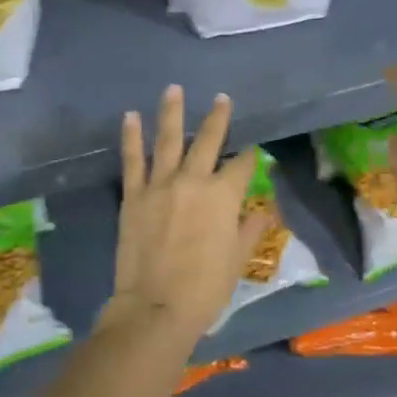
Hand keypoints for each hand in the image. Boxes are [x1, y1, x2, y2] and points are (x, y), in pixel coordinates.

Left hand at [107, 85, 272, 345]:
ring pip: (167, 140)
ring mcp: (160, 186)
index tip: (253, 152)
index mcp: (224, 197)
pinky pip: (132, 161)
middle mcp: (193, 181)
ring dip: (171, 113)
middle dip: (217, 118)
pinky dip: (131, 138)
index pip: (242, 166)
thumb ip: (250, 229)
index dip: (250, 157)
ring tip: (173, 89)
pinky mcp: (133, 196)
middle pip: (207, 141)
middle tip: (222, 98)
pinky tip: (130, 117)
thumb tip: (266, 210)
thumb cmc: (205, 289)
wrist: (155, 308)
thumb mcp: (237, 260)